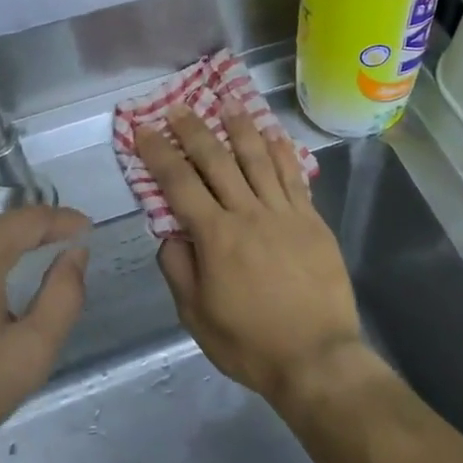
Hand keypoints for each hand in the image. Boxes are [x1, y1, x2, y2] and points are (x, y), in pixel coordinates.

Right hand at [136, 106, 363, 409]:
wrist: (317, 357)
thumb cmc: (250, 343)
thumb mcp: (197, 316)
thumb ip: (179, 269)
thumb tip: (170, 233)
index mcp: (216, 237)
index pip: (179, 184)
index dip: (159, 153)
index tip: (144, 130)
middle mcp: (249, 213)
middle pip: (218, 161)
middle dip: (195, 131)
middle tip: (180, 107)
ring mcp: (285, 213)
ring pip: (259, 159)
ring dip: (241, 128)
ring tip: (228, 104)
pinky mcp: (312, 220)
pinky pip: (294, 177)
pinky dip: (282, 152)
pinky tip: (274, 135)